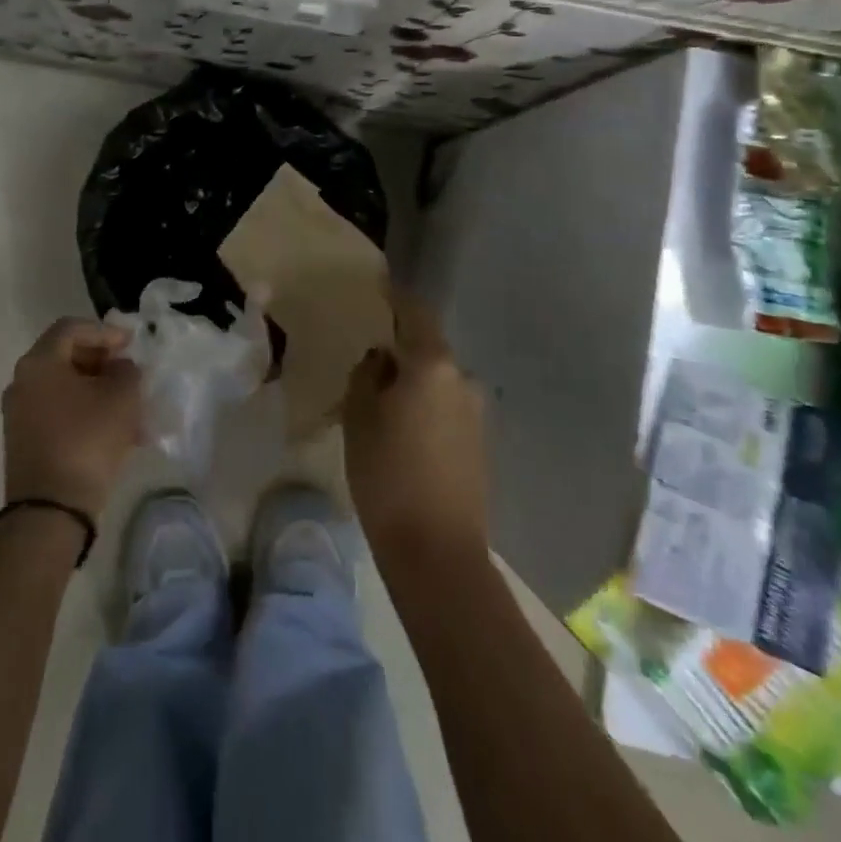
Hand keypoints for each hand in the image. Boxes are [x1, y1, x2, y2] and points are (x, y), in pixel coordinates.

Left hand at [3, 318, 142, 517]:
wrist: (51, 510)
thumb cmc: (87, 440)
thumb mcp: (121, 398)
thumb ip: (127, 371)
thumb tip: (120, 368)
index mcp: (39, 363)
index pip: (71, 328)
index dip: (105, 330)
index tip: (132, 343)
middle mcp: (22, 382)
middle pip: (65, 356)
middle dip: (103, 361)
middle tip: (130, 371)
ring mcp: (20, 414)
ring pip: (65, 387)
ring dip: (98, 389)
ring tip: (131, 406)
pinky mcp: (25, 441)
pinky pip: (60, 412)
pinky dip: (86, 412)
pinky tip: (117, 431)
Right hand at [344, 291, 490, 570]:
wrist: (438, 551)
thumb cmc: (387, 475)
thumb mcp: (359, 418)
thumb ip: (367, 375)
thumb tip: (381, 358)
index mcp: (432, 364)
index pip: (415, 313)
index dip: (396, 298)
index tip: (379, 289)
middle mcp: (463, 378)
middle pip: (428, 349)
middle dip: (401, 349)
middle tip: (369, 361)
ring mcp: (478, 411)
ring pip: (437, 380)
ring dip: (413, 381)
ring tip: (383, 402)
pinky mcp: (481, 441)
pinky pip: (448, 406)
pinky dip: (426, 405)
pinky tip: (405, 429)